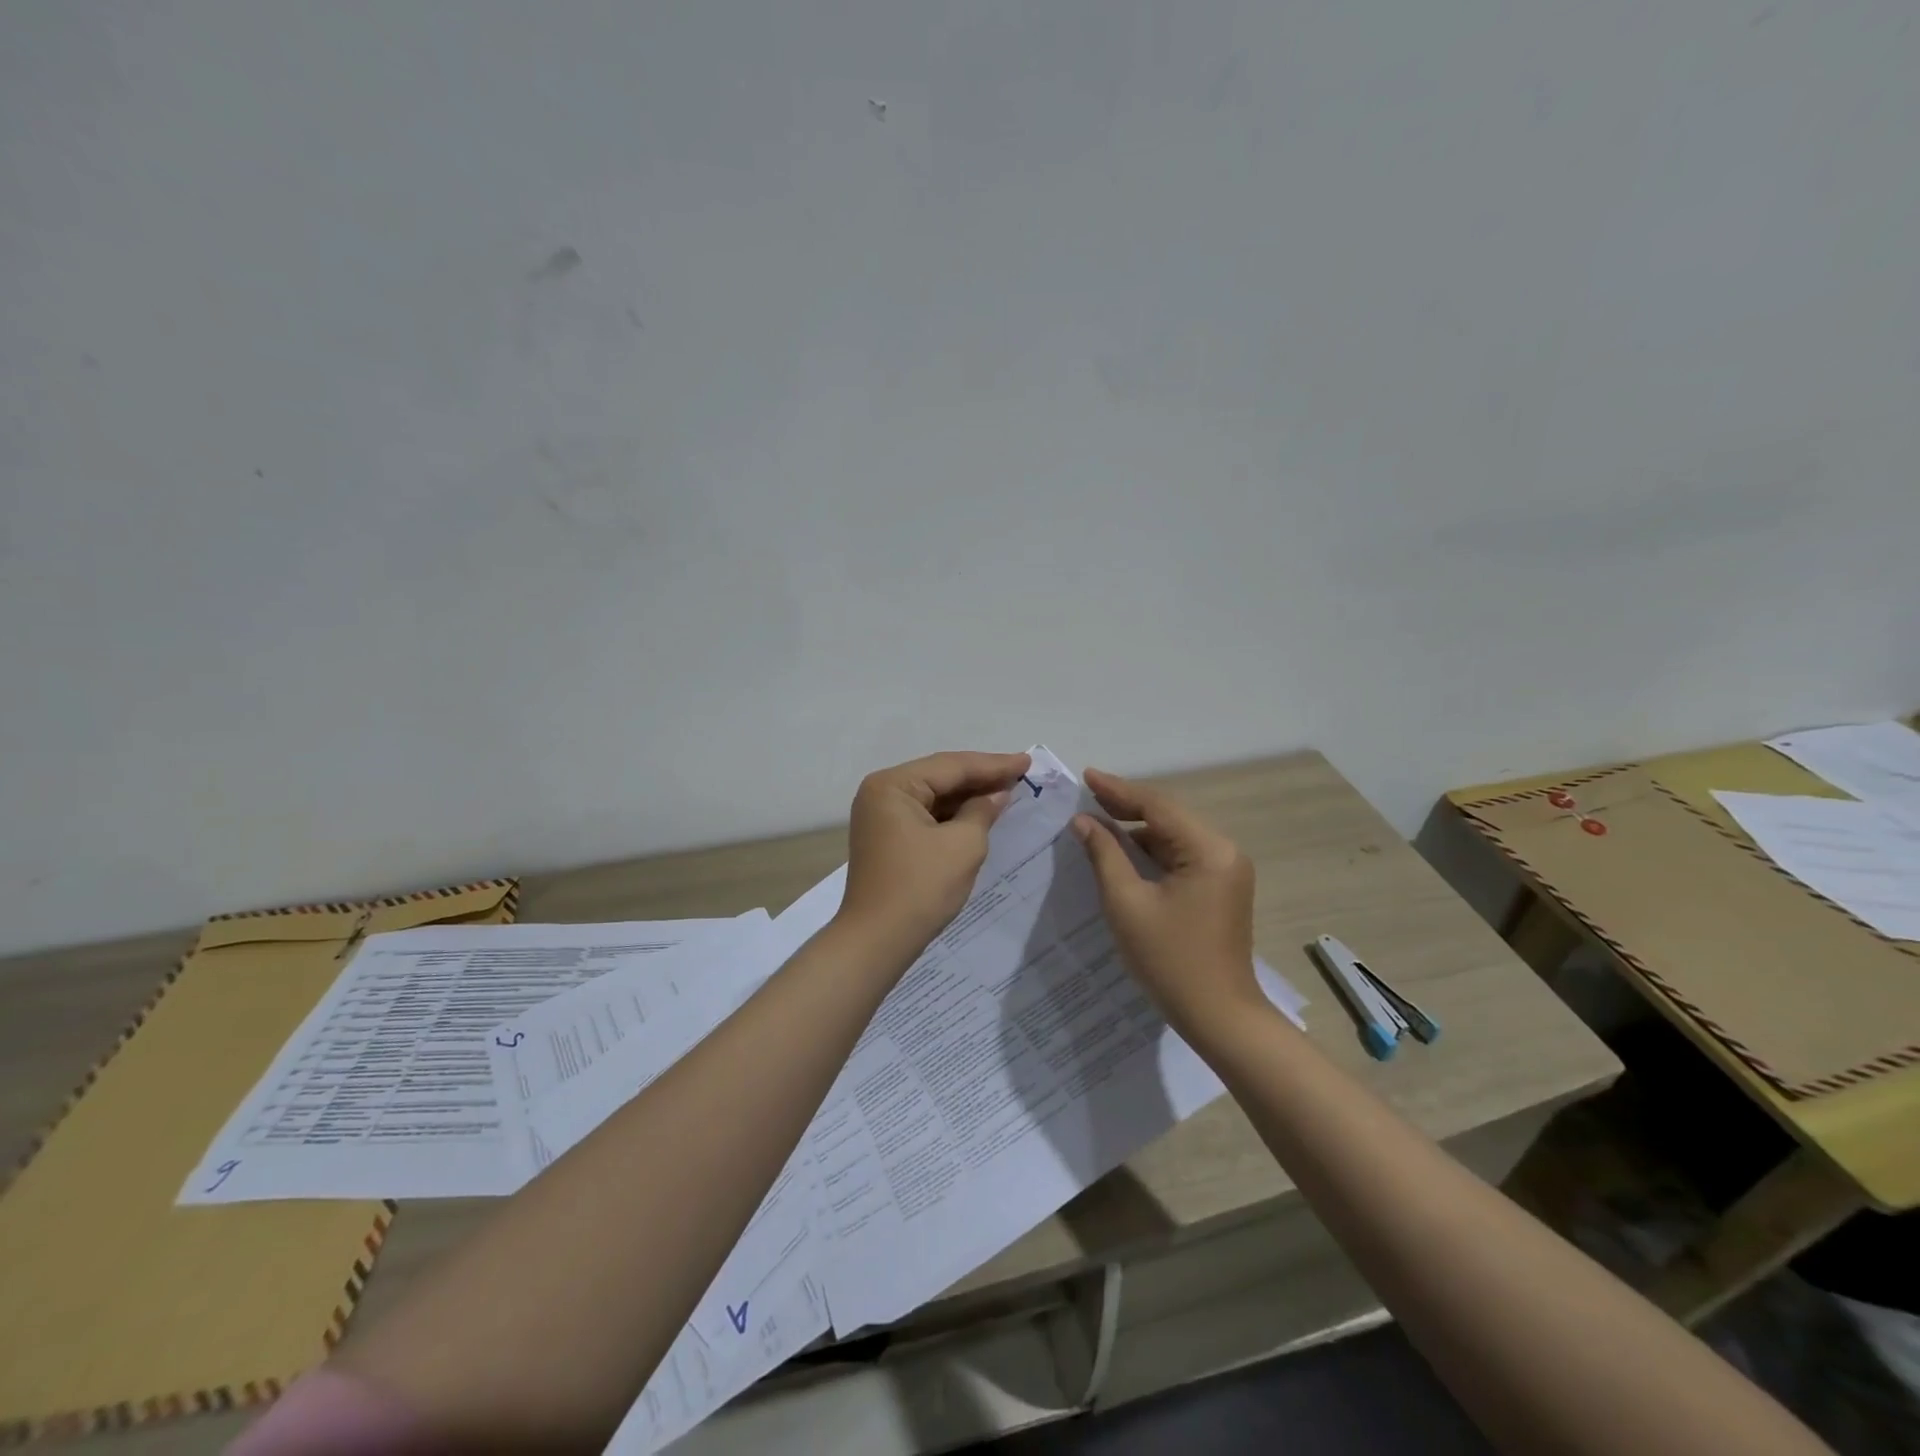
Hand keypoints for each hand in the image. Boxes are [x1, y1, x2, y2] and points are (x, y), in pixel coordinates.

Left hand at [838, 750, 1032, 961]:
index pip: (951, 766)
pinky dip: (953, 815)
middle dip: (981, 777)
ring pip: (933, 796)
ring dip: (968, 796)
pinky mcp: (887, 838)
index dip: (993, 765)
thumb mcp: (963, 845)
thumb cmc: (920, 888)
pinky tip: (979, 813)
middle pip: (940, 777)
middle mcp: (881, 793)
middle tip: (1020, 772)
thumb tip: (997, 794)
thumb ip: (983, 811)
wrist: (877, 941)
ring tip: (1007, 789)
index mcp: (892, 785)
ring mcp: (880, 816)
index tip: (1027, 761)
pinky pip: (926, 815)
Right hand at [1072, 768, 1260, 1037]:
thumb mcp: (1127, 904)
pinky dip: (1151, 852)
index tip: (1086, 776)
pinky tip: (1123, 851)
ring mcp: (1226, 871)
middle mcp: (1224, 852)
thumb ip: (1105, 855)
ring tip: (1097, 820)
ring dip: (1138, 830)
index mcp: (1209, 850)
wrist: (1219, 1017)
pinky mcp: (1220, 889)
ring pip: (1174, 837)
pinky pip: (1181, 857)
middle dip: (1127, 806)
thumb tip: (1084, 821)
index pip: (1157, 807)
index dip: (1118, 790)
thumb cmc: (1170, 961)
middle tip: (1087, 794)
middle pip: (1168, 818)